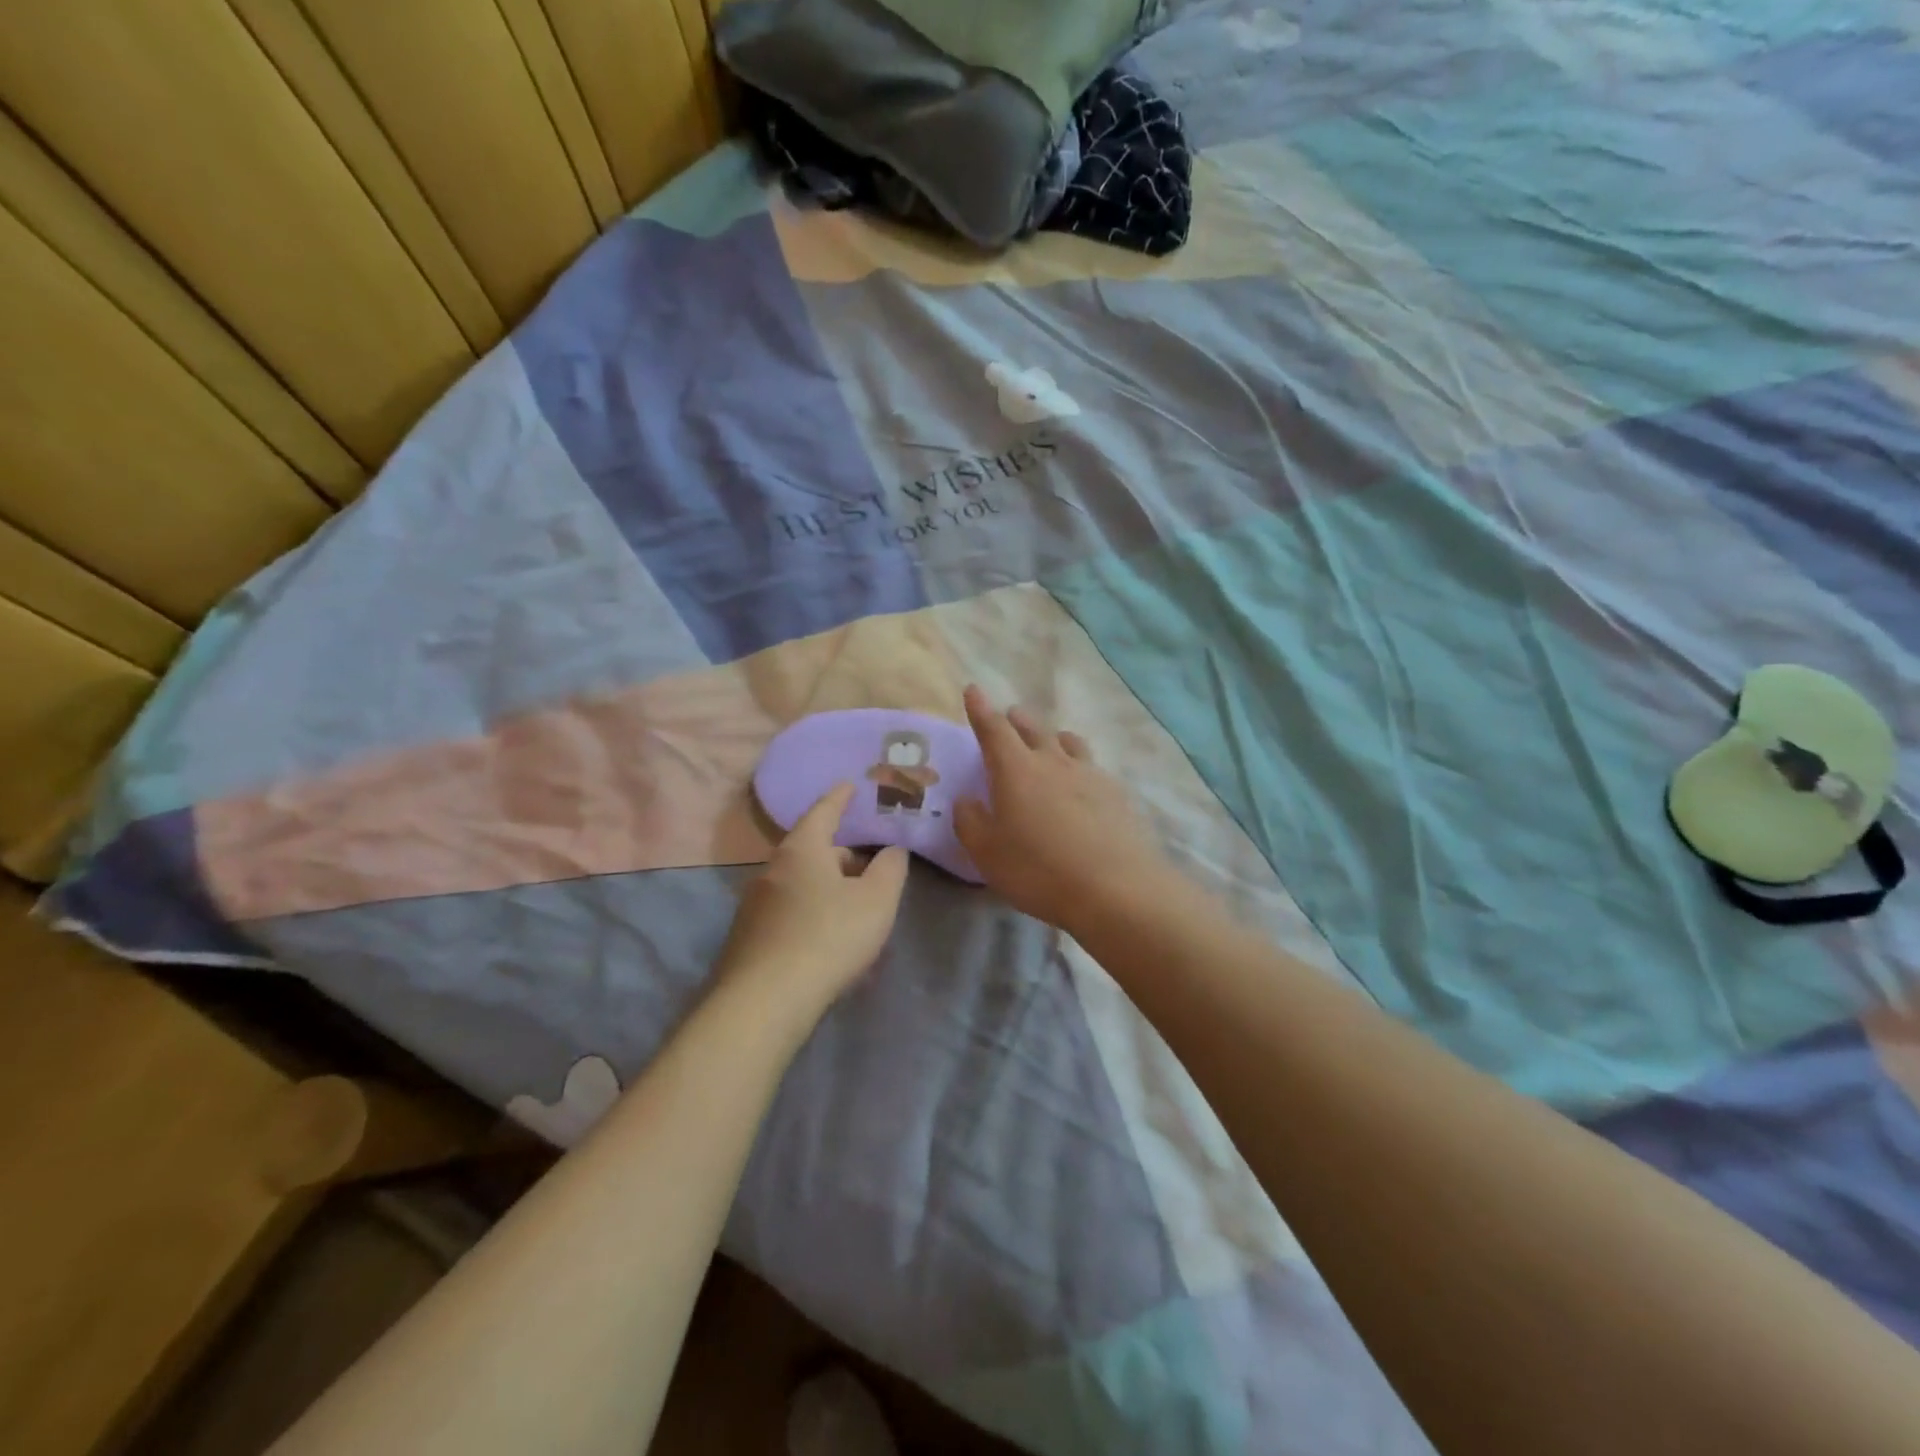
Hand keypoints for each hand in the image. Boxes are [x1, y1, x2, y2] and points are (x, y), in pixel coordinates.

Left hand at [717, 785, 909, 1017]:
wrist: (764, 1002)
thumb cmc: (828, 937)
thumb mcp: (877, 901)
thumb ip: (890, 869)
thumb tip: (891, 851)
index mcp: (801, 850)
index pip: (823, 812)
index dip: (839, 798)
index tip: (849, 784)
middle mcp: (771, 869)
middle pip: (811, 850)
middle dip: (840, 854)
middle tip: (868, 867)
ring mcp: (754, 905)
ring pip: (798, 883)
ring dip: (825, 887)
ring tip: (852, 907)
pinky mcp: (748, 938)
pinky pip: (787, 911)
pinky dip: (810, 912)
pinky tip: (826, 938)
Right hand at [954, 686, 1172, 936]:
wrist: (1116, 889)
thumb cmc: (1039, 870)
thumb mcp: (987, 853)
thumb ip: (970, 822)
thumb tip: (966, 799)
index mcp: (1016, 770)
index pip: (993, 729)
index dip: (980, 709)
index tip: (973, 690)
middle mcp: (1054, 762)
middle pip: (1034, 728)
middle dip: (1017, 719)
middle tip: (1010, 716)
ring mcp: (1090, 775)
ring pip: (1069, 742)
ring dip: (1054, 737)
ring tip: (1051, 742)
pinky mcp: (1117, 794)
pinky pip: (1093, 768)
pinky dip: (1080, 766)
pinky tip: (1084, 784)